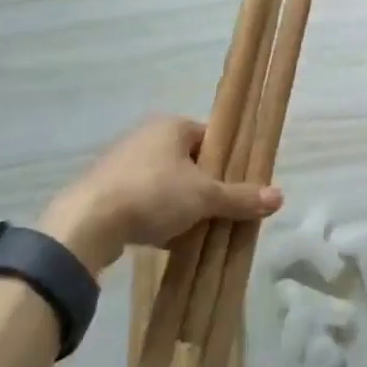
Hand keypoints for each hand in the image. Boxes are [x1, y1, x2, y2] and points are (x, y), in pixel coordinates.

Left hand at [36, 114, 283, 274]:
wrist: (86, 224)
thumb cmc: (153, 195)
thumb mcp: (205, 197)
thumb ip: (241, 197)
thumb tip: (280, 196)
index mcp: (171, 125)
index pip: (212, 138)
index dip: (228, 163)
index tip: (238, 189)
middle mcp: (145, 136)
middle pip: (190, 162)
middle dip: (205, 189)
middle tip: (219, 212)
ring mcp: (121, 163)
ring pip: (166, 183)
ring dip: (181, 205)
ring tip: (195, 230)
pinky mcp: (104, 190)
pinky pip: (142, 200)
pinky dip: (157, 216)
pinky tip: (166, 240)